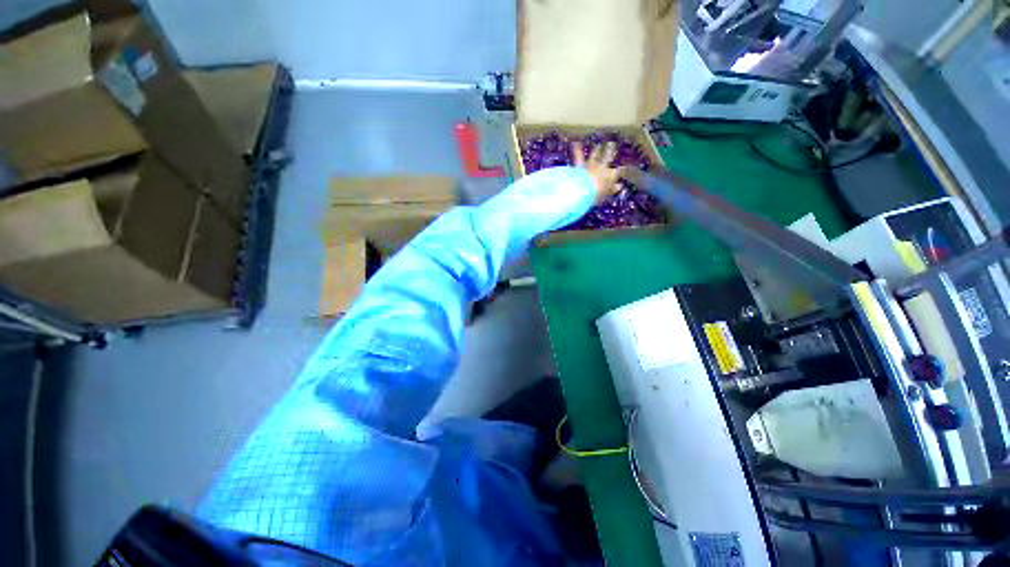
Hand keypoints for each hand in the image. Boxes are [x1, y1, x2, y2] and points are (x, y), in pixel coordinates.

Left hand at [572, 141, 624, 202]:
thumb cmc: (597, 193)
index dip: (624, 169)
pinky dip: (577, 150)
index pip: (619, 171)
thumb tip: (620, 185)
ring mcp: (590, 165)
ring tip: (598, 145)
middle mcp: (601, 167)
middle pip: (607, 157)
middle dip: (610, 151)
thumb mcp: (607, 193)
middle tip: (612, 144)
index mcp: (610, 174)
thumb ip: (613, 189)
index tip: (626, 167)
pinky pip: (578, 157)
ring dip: (596, 150)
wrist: (584, 189)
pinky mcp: (580, 166)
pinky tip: (576, 143)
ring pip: (594, 155)